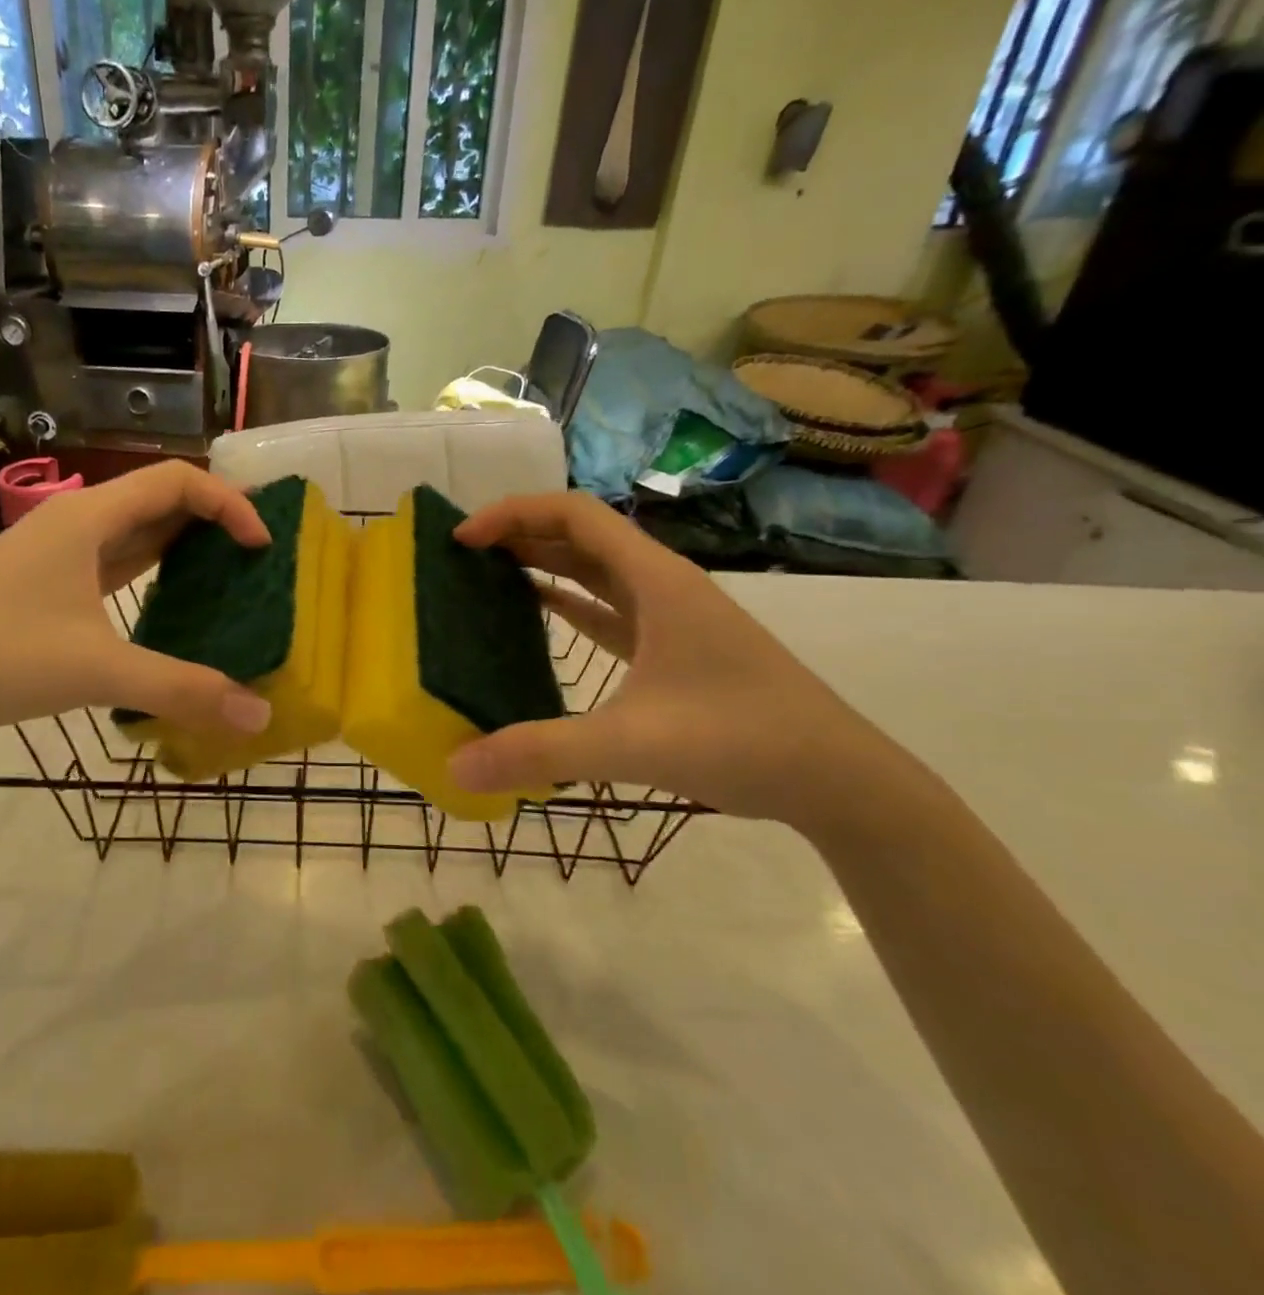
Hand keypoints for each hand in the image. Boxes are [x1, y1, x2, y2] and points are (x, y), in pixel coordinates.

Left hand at [0, 462, 275, 744]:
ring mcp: (57, 550)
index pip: (177, 480)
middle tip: (258, 552)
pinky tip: (171, 595)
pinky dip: (152, 565)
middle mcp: (75, 521)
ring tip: (227, 570)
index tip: (261, 546)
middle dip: (213, 517)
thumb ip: (182, 689)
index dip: (229, 504)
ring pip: (135, 527)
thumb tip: (259, 714)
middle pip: (158, 497)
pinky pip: (115, 557)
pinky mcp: (47, 580)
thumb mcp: (98, 672)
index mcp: (88, 518)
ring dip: (183, 540)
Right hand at [445, 493, 922, 827]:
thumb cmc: (742, 741)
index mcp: (655, 581)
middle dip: (520, 533)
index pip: (574, 515)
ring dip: (543, 562)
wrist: (839, 780)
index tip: (463, 538)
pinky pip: (608, 607)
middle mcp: (662, 585)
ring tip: (487, 572)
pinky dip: (568, 601)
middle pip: (581, 534)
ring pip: (595, 569)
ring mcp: (670, 616)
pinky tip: (538, 612)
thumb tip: (456, 767)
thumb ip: (541, 752)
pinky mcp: (672, 648)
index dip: (513, 514)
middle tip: (461, 553)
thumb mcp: (633, 745)